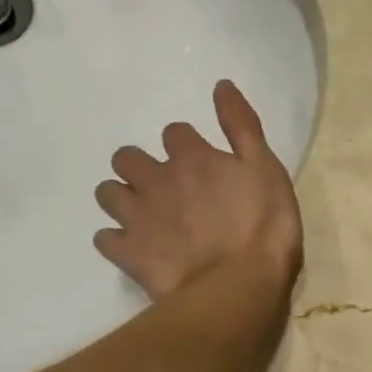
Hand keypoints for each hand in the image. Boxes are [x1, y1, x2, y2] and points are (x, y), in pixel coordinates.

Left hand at [94, 81, 303, 302]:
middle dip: (140, 166)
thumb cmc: (263, 225)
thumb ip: (242, 125)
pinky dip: (116, 240)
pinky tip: (134, 247)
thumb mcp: (266, 168)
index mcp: (192, 157)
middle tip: (165, 188)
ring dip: (121, 197)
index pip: (174, 133)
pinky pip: (104, 238)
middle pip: (127, 157)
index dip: (186, 146)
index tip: (201, 164)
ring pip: (107, 192)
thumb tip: (221, 85)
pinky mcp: (127, 252)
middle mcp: (156, 179)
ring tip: (144, 215)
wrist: (237, 286)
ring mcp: (137, 216)